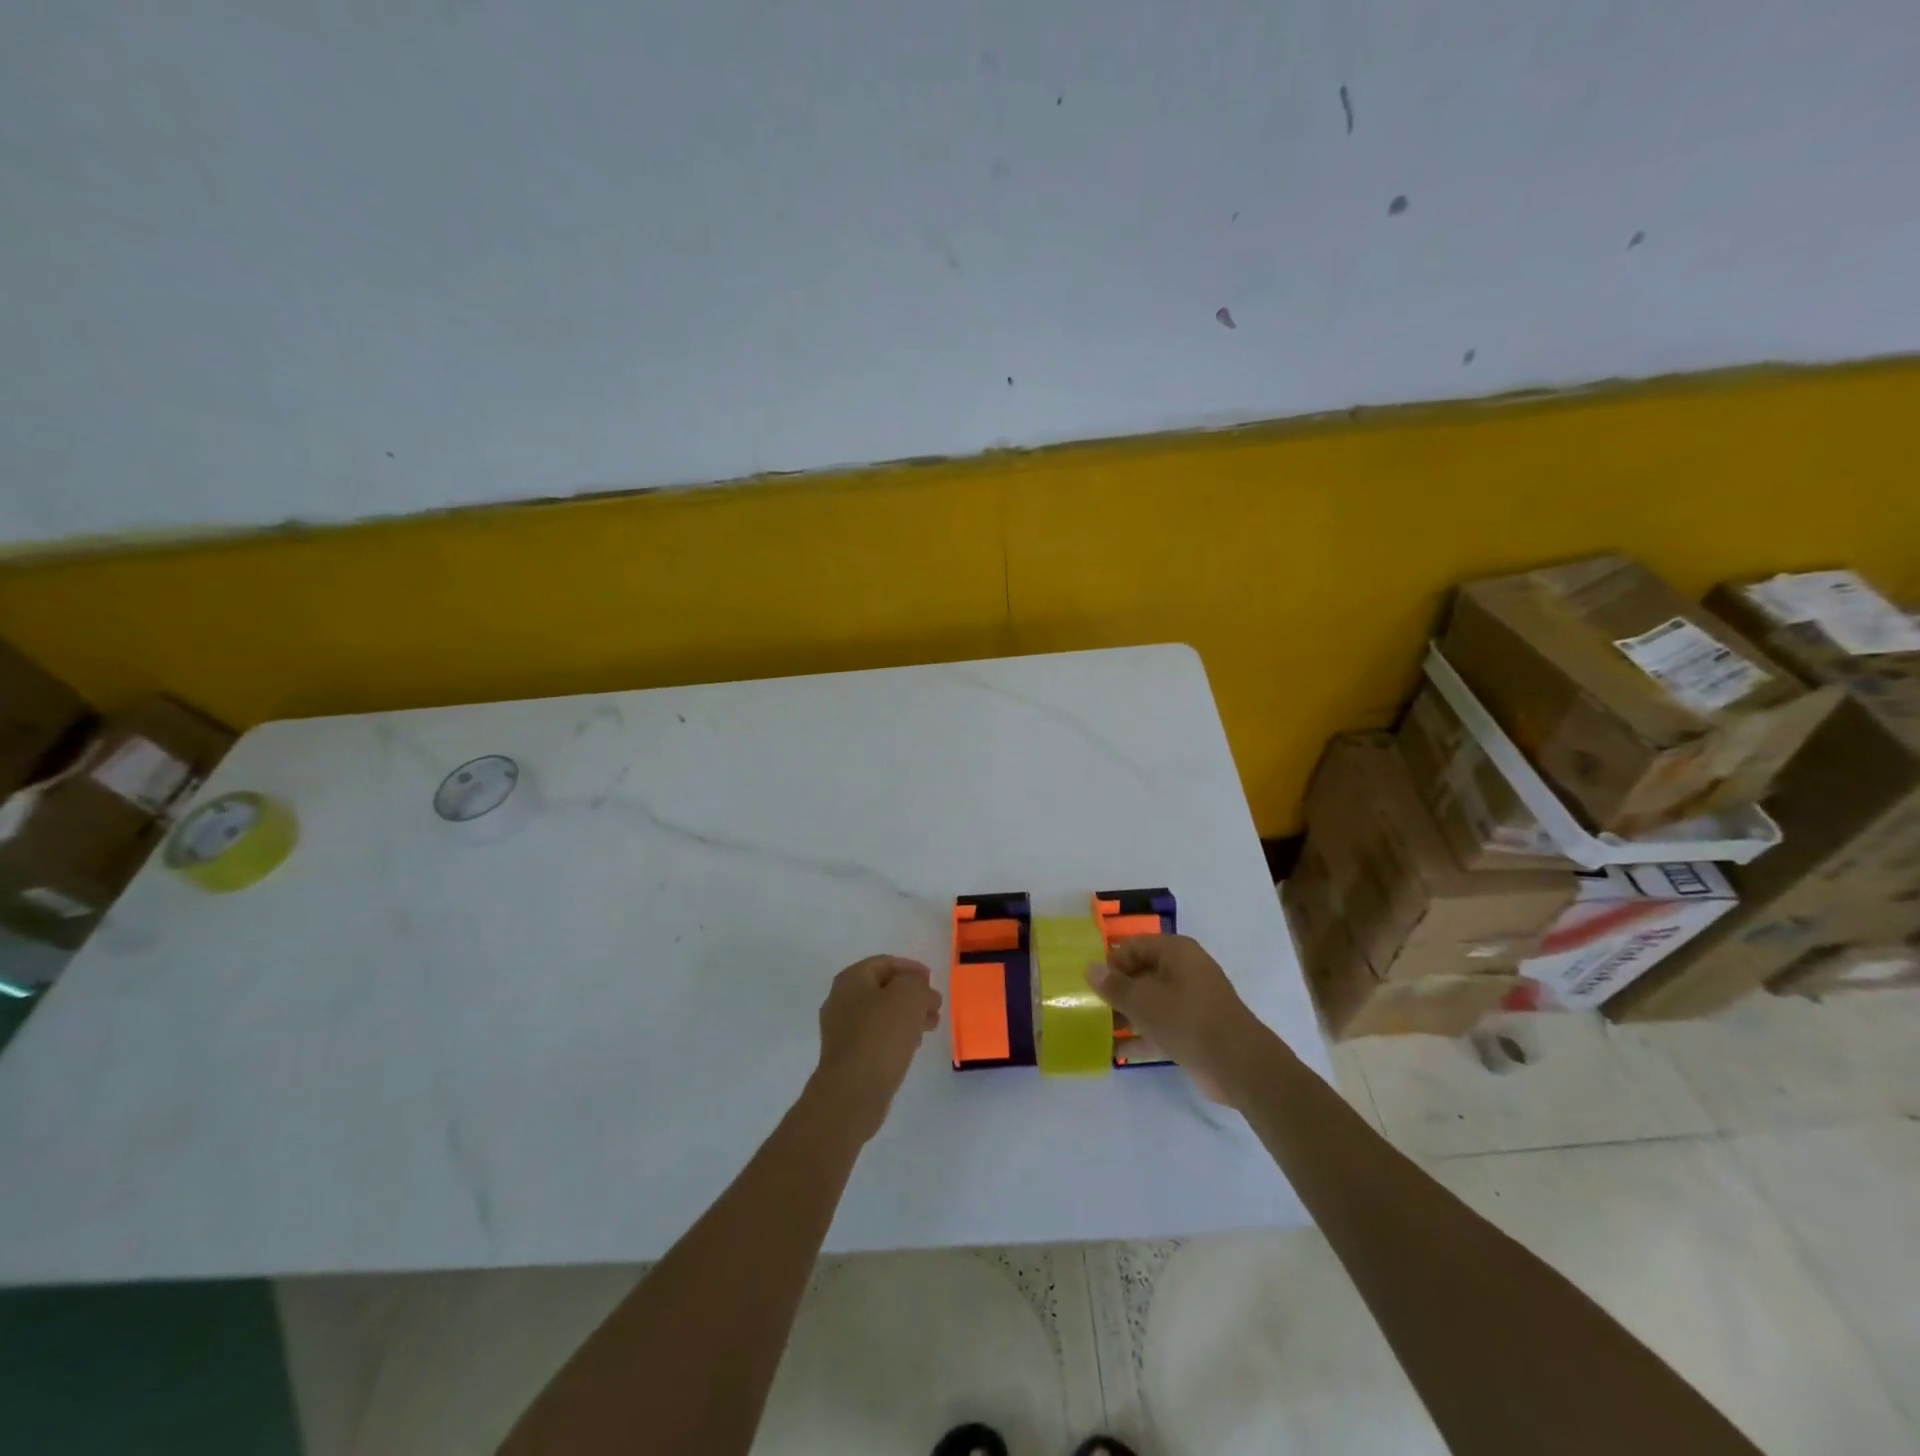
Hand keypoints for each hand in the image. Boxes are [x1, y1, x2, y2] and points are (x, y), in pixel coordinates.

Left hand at [810, 956, 941, 1141]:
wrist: (852, 1093)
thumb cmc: (880, 1036)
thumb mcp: (908, 997)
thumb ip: (917, 984)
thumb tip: (920, 990)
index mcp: (851, 980)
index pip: (884, 962)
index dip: (911, 968)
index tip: (932, 980)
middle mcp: (841, 1000)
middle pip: (883, 989)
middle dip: (912, 995)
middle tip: (935, 1007)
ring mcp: (842, 1030)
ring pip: (882, 1014)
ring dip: (907, 1016)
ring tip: (930, 1027)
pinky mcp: (849, 1056)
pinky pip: (877, 1037)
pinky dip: (897, 1036)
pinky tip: (913, 1046)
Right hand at [1087, 935, 1272, 1103]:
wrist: (1239, 1065)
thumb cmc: (1188, 1020)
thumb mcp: (1144, 1001)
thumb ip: (1114, 986)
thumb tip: (1090, 968)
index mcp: (1175, 951)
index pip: (1132, 946)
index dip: (1109, 963)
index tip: (1088, 984)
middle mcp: (1183, 970)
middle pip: (1140, 973)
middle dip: (1115, 991)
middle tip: (1088, 1007)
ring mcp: (1190, 1001)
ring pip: (1149, 1002)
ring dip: (1125, 1015)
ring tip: (1095, 1030)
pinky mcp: (1193, 1029)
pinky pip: (1160, 1026)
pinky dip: (1140, 1036)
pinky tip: (1115, 1051)